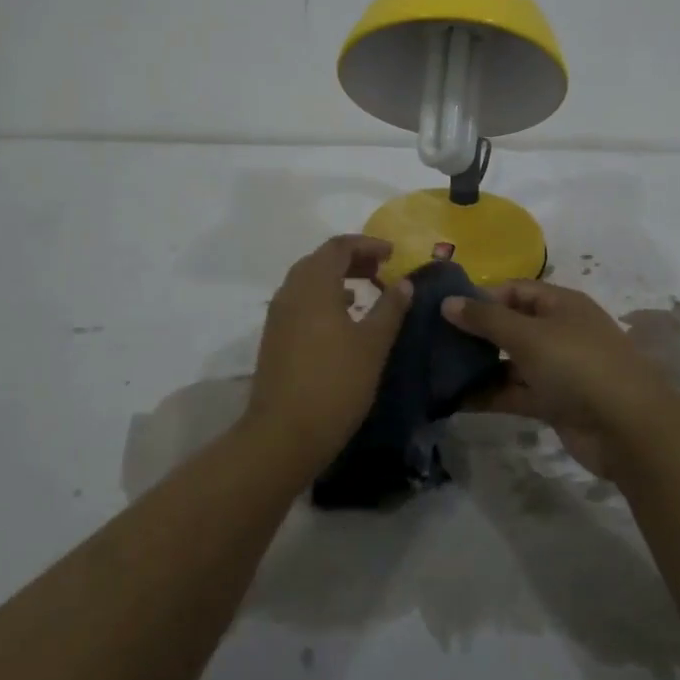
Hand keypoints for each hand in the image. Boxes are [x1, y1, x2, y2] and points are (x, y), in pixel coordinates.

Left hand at [244, 235, 412, 479]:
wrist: (283, 435)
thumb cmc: (335, 384)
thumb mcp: (372, 345)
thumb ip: (390, 308)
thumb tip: (405, 283)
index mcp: (314, 285)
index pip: (339, 247)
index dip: (367, 244)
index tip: (393, 254)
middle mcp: (291, 291)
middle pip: (320, 260)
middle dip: (352, 259)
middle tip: (381, 269)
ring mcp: (278, 315)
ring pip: (308, 281)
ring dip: (337, 278)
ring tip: (366, 292)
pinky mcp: (274, 337)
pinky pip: (301, 302)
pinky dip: (324, 298)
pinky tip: (343, 320)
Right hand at [441, 280, 677, 478]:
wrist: (629, 429)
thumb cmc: (578, 366)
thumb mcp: (528, 335)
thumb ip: (486, 319)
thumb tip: (447, 301)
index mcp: (561, 304)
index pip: (514, 289)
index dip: (481, 296)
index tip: (445, 309)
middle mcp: (559, 331)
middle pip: (511, 325)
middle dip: (476, 332)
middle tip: (433, 339)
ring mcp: (557, 368)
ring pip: (510, 361)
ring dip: (478, 366)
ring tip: (436, 370)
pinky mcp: (553, 402)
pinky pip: (514, 392)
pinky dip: (489, 395)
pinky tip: (454, 400)